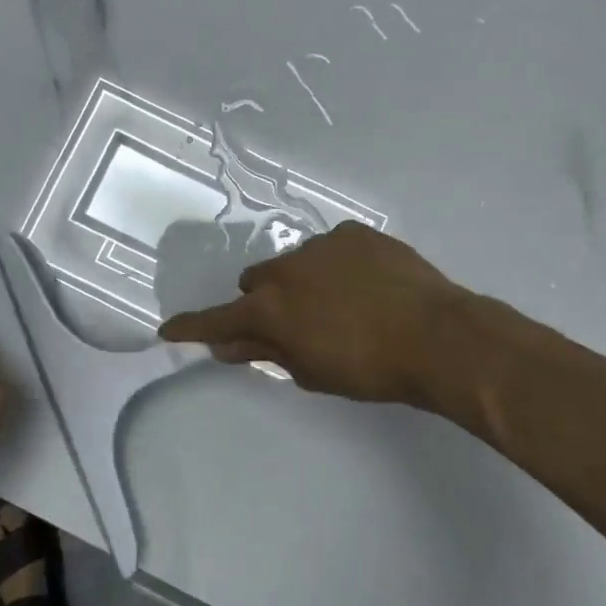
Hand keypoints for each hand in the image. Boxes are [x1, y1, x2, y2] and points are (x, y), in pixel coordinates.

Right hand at [159, 221, 470, 408]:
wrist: (437, 336)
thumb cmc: (369, 368)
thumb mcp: (311, 371)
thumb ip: (265, 352)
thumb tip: (227, 344)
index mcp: (270, 308)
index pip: (217, 320)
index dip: (192, 327)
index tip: (169, 330)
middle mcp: (286, 269)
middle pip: (256, 283)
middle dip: (265, 303)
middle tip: (296, 325)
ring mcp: (321, 245)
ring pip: (294, 263)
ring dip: (302, 282)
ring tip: (343, 305)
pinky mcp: (355, 233)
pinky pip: (331, 248)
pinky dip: (336, 266)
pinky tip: (366, 284)